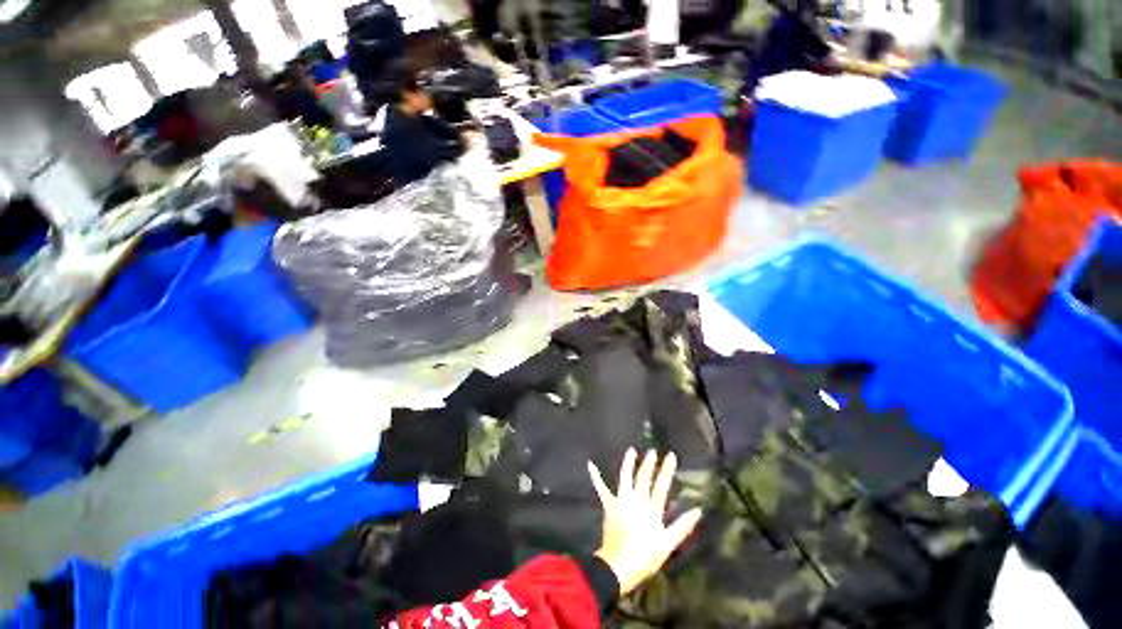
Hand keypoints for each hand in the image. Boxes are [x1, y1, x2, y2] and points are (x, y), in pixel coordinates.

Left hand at [588, 449, 703, 596]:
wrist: (619, 566)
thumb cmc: (645, 557)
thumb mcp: (668, 543)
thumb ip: (683, 526)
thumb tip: (698, 510)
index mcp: (651, 508)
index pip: (661, 485)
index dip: (666, 470)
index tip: (671, 455)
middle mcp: (636, 500)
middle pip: (643, 477)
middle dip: (649, 463)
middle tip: (653, 451)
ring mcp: (621, 500)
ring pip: (625, 476)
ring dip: (628, 462)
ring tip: (631, 450)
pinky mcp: (609, 505)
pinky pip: (601, 488)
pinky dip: (596, 476)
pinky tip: (590, 464)